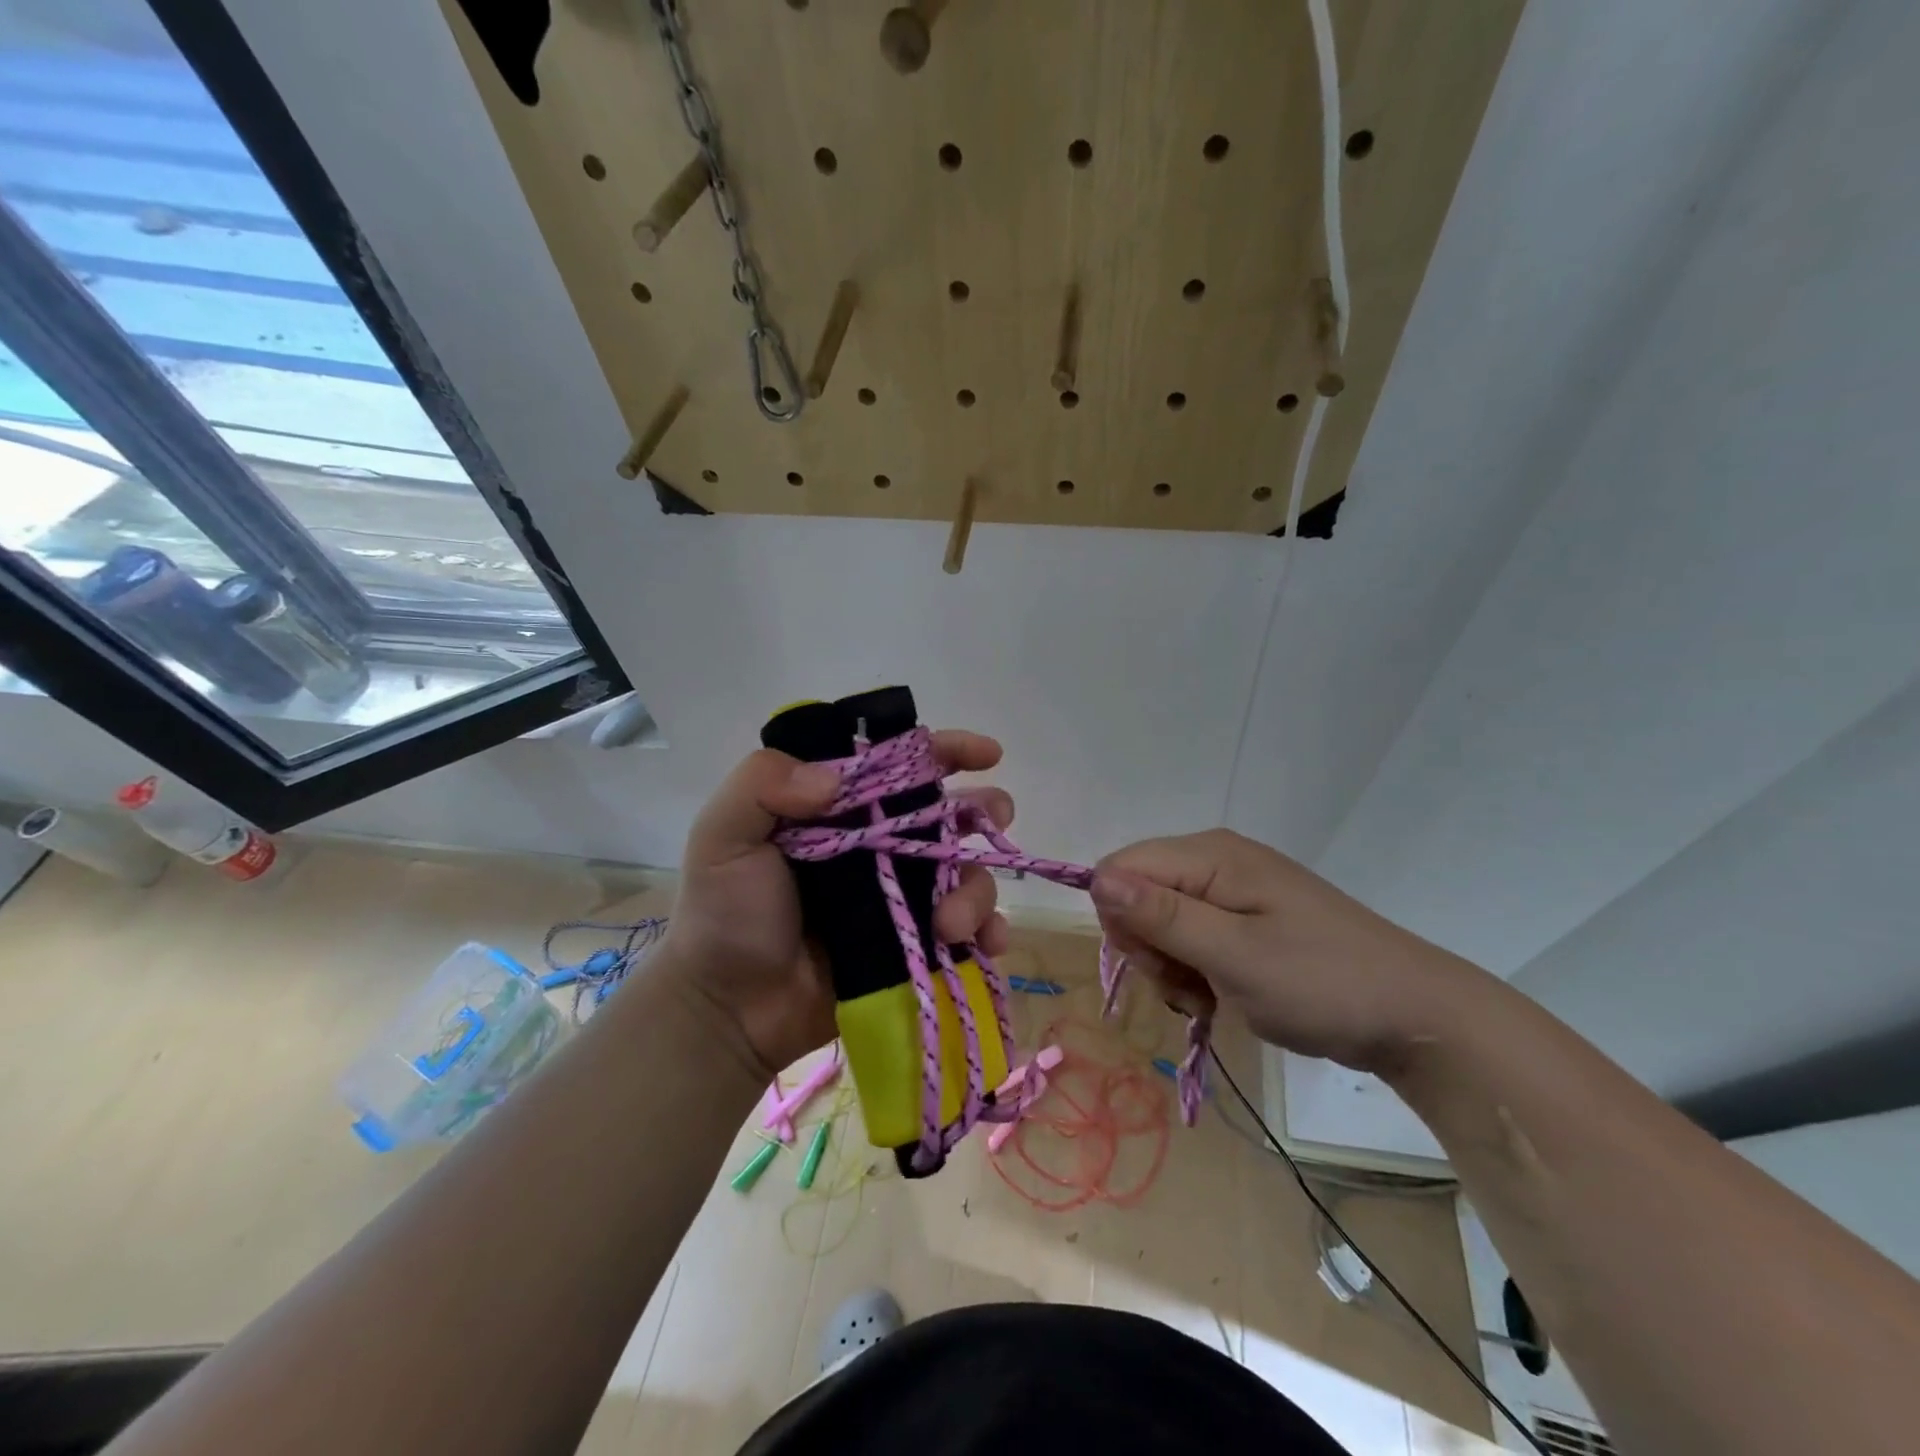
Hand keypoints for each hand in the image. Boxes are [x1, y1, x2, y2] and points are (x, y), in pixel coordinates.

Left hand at [657, 731, 1014, 1078]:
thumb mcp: (723, 835)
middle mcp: (880, 845)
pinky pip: (968, 932)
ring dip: (976, 891)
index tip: (986, 754)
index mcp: (841, 809)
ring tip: (949, 925)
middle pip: (949, 815)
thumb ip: (763, 785)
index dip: (945, 751)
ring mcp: (902, 897)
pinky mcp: (914, 945)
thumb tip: (837, 777)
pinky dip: (988, 933)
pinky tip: (985, 944)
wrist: (730, 1010)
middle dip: (983, 811)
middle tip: (994, 819)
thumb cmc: (725, 915)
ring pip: (966, 874)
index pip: (901, 766)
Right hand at [1089, 829, 1491, 1074]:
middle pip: (1138, 892)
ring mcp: (1234, 889)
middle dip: (1148, 946)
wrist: (1416, 1016)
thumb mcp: (1234, 956)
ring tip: (1209, 996)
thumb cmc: (1322, 984)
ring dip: (1171, 964)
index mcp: (1211, 855)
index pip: (1120, 868)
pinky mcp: (1247, 917)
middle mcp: (1217, 860)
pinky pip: (1192, 935)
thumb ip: (1162, 916)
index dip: (1121, 918)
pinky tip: (1220, 994)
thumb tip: (1096, 879)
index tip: (1157, 964)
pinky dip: (1194, 968)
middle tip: (1188, 986)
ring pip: (1161, 919)